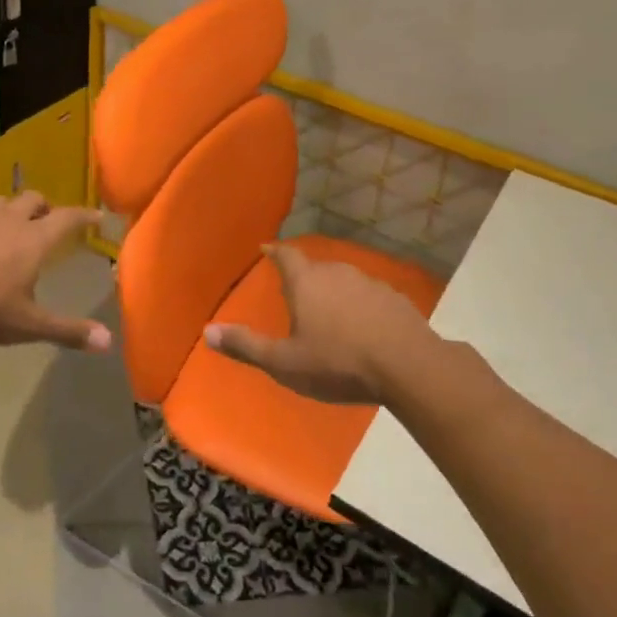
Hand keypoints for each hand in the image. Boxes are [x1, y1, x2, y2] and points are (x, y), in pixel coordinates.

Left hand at [0, 192, 111, 352]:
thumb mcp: (28, 325)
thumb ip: (68, 331)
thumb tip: (108, 342)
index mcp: (34, 239)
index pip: (68, 218)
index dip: (84, 215)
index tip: (96, 215)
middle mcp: (9, 220)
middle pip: (33, 199)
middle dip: (45, 207)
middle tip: (47, 221)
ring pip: (1, 203)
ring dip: (11, 211)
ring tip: (10, 228)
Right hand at [204, 243, 435, 403]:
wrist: (409, 367)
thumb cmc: (338, 362)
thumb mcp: (285, 363)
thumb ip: (246, 346)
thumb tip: (208, 331)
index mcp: (306, 282)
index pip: (286, 255)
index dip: (275, 252)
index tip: (267, 249)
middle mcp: (336, 272)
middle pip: (314, 268)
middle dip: (303, 278)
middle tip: (295, 295)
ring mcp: (369, 283)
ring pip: (343, 281)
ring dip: (334, 293)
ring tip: (330, 315)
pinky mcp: (395, 299)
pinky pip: (369, 297)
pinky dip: (360, 307)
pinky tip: (364, 329)